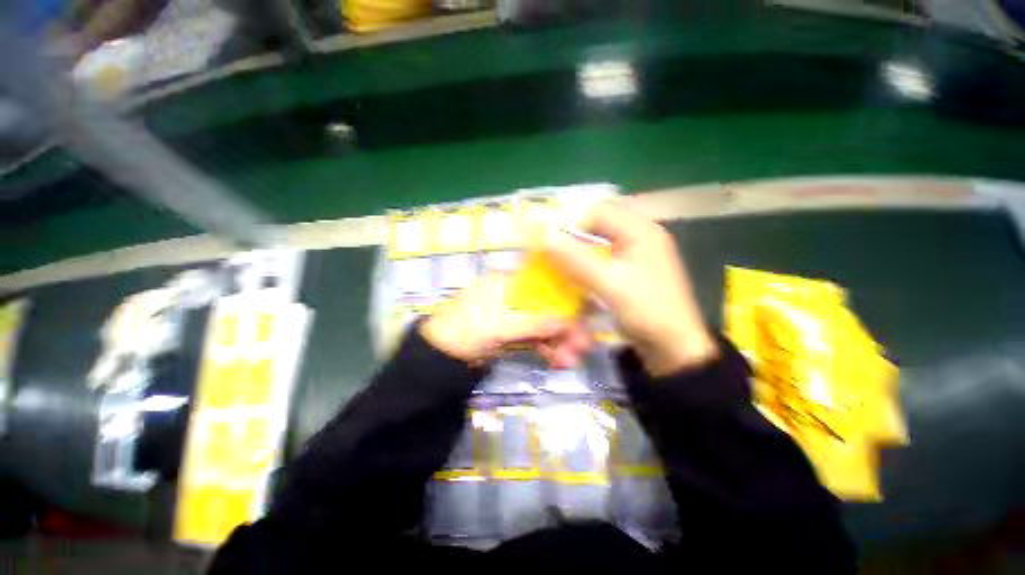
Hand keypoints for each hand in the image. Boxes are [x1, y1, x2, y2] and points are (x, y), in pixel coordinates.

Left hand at [421, 275, 590, 366]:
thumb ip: (534, 323)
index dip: (565, 301)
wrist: (438, 358)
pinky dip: (545, 348)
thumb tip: (568, 322)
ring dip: (558, 341)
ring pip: (542, 324)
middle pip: (546, 307)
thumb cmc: (465, 330)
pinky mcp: (510, 333)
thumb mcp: (499, 325)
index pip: (543, 286)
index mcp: (507, 283)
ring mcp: (512, 316)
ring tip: (570, 360)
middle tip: (582, 347)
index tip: (583, 318)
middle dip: (565, 327)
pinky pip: (534, 338)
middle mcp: (513, 296)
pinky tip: (557, 361)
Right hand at [541, 200, 717, 375]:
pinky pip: (605, 257)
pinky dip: (590, 264)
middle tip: (557, 256)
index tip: (555, 245)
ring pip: (600, 241)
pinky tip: (581, 278)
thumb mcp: (609, 284)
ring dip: (581, 252)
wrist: (675, 348)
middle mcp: (641, 235)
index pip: (599, 210)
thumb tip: (543, 234)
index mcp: (641, 230)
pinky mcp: (634, 270)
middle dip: (576, 238)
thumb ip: (576, 259)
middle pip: (600, 224)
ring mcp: (639, 253)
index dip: (573, 223)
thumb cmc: (647, 312)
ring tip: (566, 268)